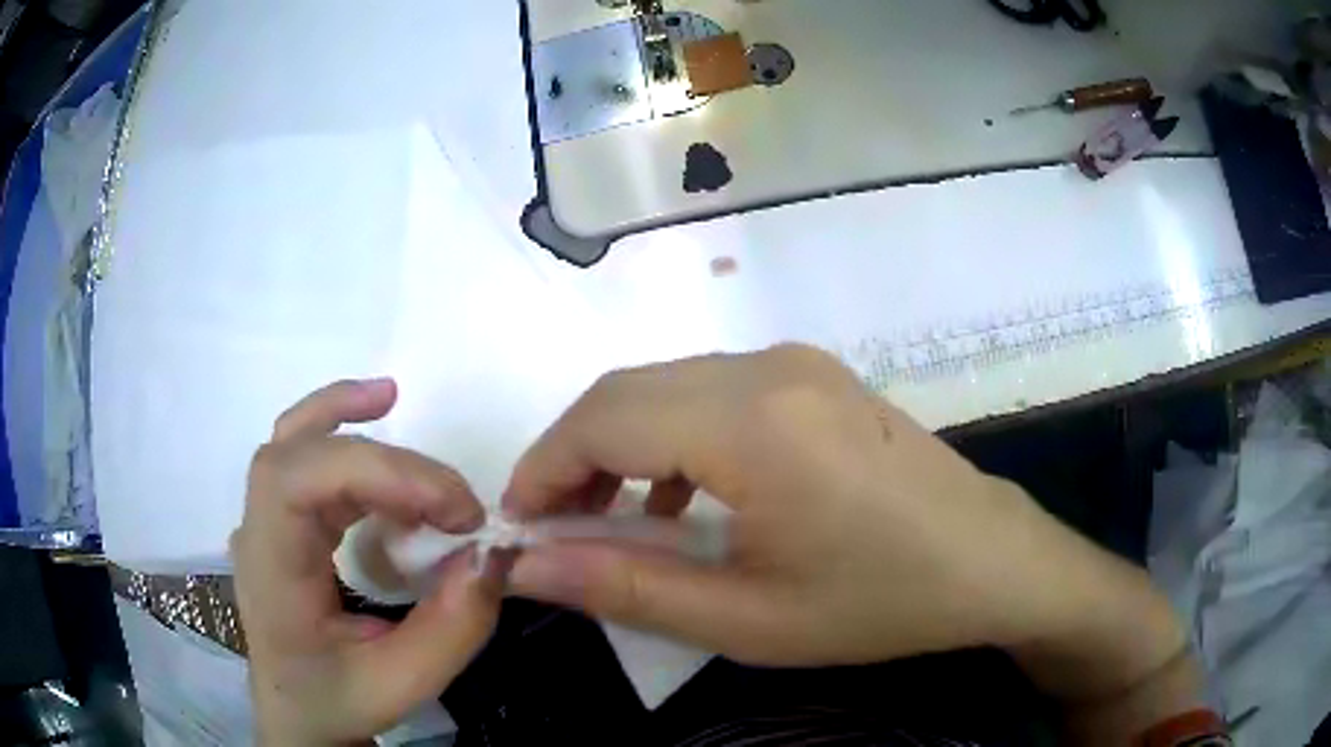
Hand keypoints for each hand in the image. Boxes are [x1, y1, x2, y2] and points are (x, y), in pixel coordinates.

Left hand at [232, 379, 499, 745]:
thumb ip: (451, 628)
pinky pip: (303, 457)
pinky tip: (374, 420)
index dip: (375, 474)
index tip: (454, 512)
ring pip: (292, 442)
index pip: (295, 485)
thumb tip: (490, 554)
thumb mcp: (400, 684)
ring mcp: (263, 522)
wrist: (297, 714)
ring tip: (396, 401)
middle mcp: (256, 535)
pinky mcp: (282, 520)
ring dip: (346, 416)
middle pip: (295, 454)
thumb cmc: (337, 702)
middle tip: (453, 498)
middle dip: (377, 455)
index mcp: (270, 576)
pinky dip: (339, 430)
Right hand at [503, 346, 1188, 701]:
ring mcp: (797, 363)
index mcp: (753, 422)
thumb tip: (527, 567)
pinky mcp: (814, 376)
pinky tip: (680, 499)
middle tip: (551, 530)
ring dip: (619, 445)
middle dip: (571, 457)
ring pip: (666, 387)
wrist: (991, 561)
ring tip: (606, 520)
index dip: (543, 470)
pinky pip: (712, 392)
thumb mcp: (746, 618)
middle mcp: (768, 367)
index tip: (517, 527)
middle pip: (627, 392)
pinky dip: (671, 437)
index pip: (602, 420)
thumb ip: (625, 587)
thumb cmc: (880, 601)